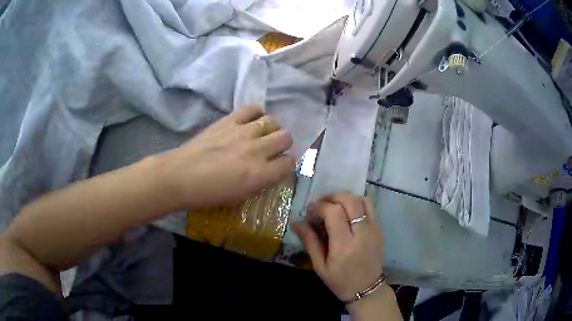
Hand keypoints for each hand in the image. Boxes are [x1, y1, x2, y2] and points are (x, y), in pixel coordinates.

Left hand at [156, 105, 294, 210]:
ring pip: (273, 121)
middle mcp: (257, 150)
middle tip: (271, 149)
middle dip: (282, 144)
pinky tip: (250, 121)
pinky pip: (253, 108)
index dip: (285, 164)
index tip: (278, 165)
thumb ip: (260, 181)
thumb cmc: (208, 194)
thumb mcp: (240, 196)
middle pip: (286, 137)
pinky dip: (256, 113)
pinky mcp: (229, 120)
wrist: (180, 176)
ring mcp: (243, 132)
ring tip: (260, 135)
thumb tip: (269, 169)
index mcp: (260, 174)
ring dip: (270, 129)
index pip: (288, 162)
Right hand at [293, 193, 383, 303]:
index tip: (311, 210)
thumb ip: (309, 242)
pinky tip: (348, 213)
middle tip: (322, 204)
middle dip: (333, 197)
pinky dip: (358, 203)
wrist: (367, 289)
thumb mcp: (320, 266)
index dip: (320, 206)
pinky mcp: (380, 230)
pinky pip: (370, 207)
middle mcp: (362, 233)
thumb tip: (296, 223)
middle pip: (350, 200)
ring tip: (336, 206)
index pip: (334, 212)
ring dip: (347, 198)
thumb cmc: (340, 281)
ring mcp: (374, 230)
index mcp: (344, 245)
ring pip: (362, 200)